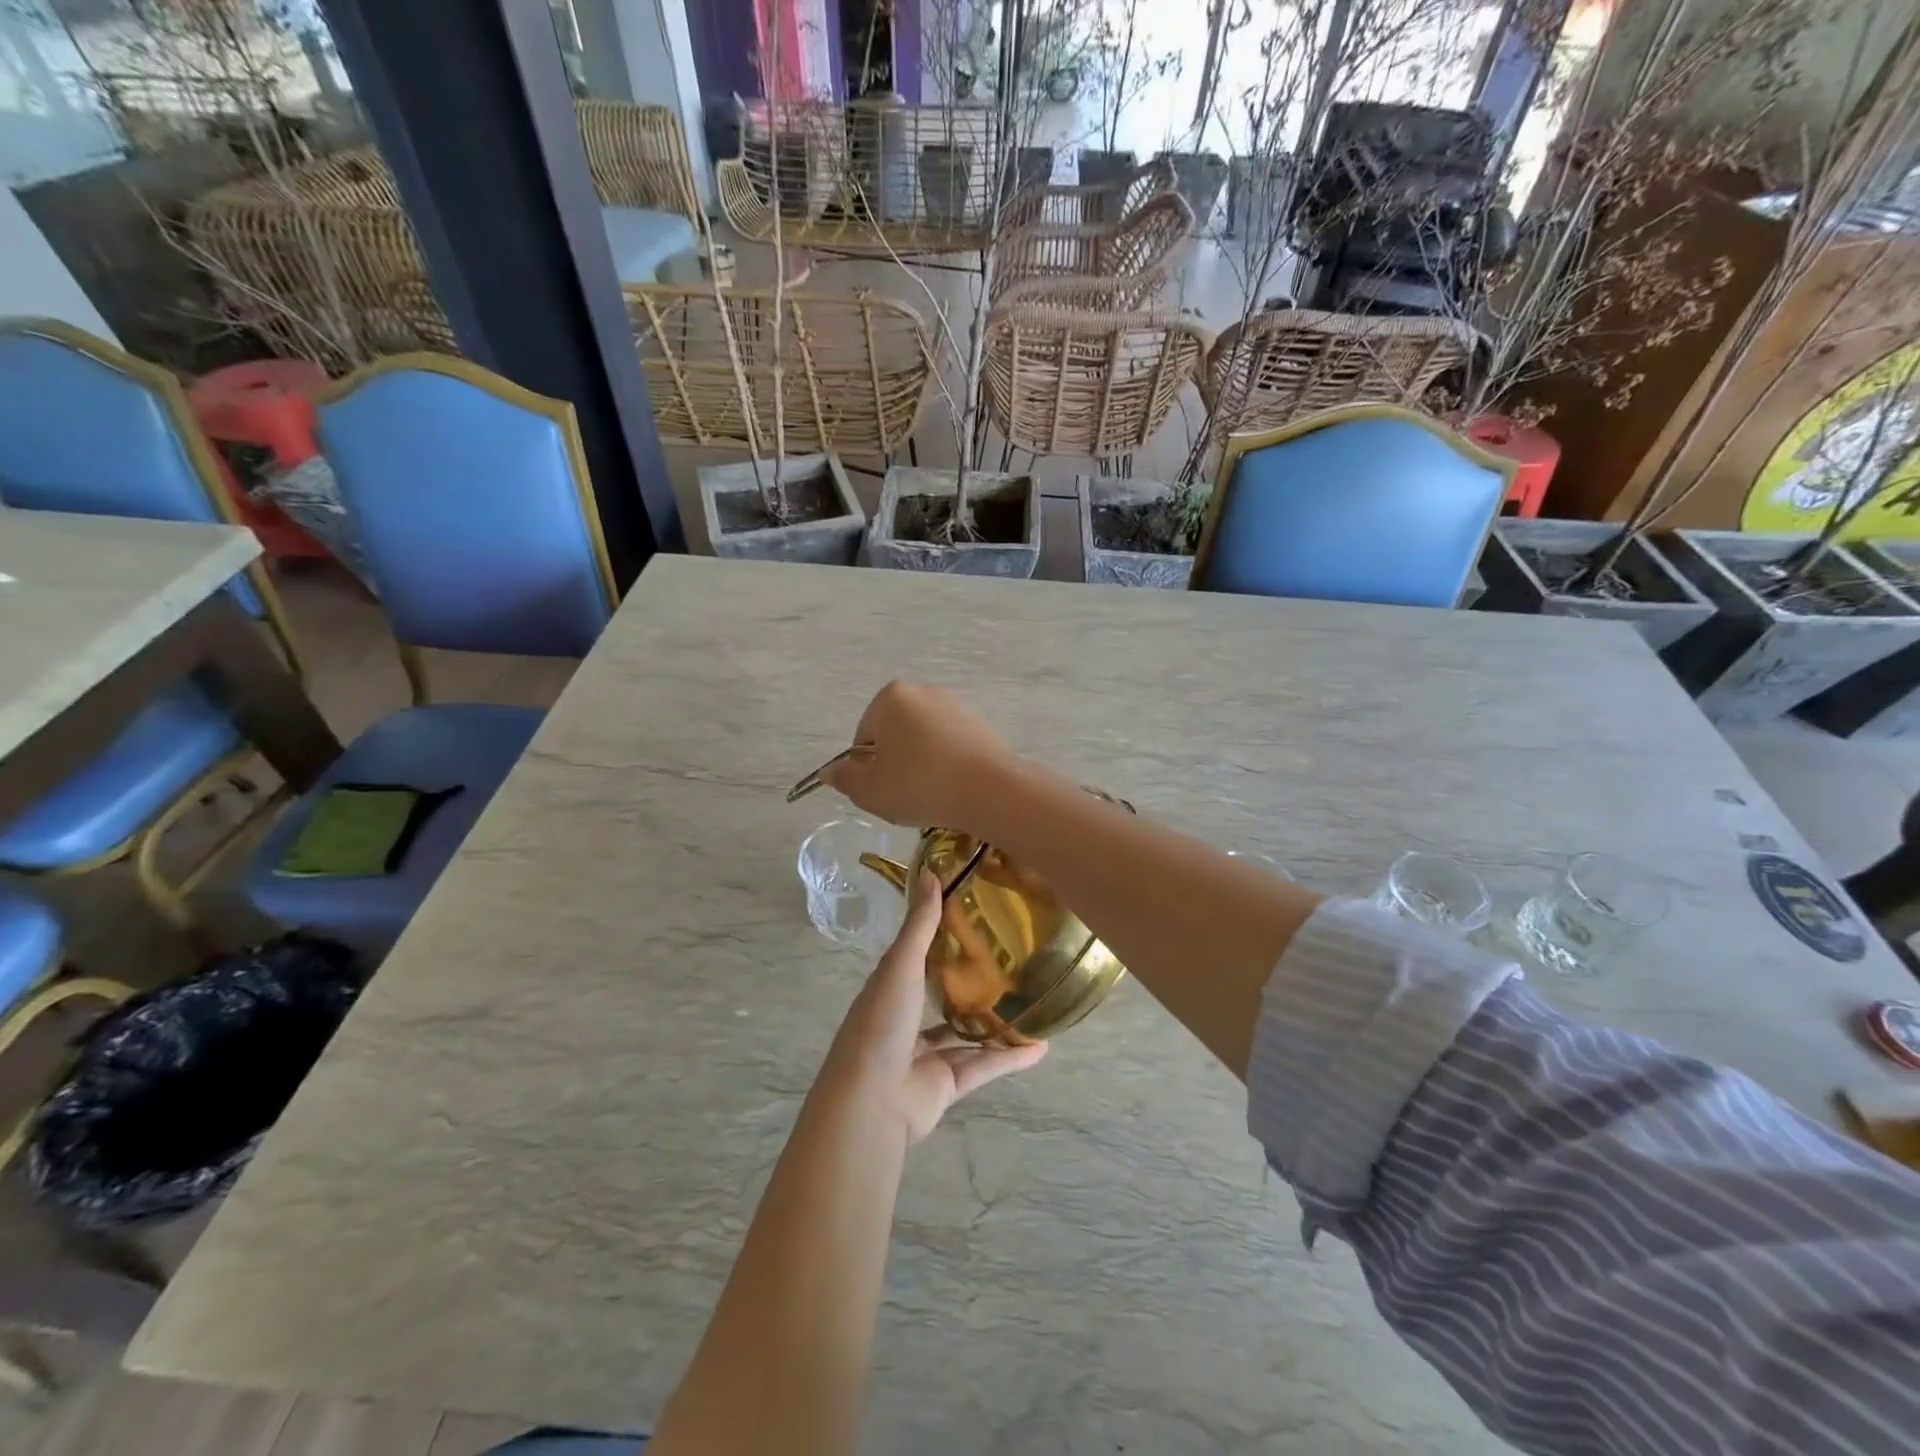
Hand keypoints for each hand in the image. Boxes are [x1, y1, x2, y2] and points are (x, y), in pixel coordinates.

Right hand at [821, 681, 1012, 830]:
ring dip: (923, 766)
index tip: (881, 790)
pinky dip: (949, 766)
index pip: (864, 736)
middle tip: (904, 796)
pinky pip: (953, 748)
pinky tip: (955, 790)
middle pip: (897, 735)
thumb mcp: (869, 790)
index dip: (867, 768)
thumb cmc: (918, 785)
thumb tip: (831, 771)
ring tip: (932, 796)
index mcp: (891, 697)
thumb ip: (845, 778)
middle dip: (896, 763)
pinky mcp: (983, 726)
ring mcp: (957, 707)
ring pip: (926, 742)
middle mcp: (925, 692)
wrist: (988, 790)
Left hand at [824, 869, 1045, 1147]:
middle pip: (943, 995)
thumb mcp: (900, 965)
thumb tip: (931, 872)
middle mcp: (908, 1020)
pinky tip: (1040, 1047)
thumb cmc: (881, 1023)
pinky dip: (1010, 1058)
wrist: (872, 1102)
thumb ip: (920, 925)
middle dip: (971, 979)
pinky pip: (984, 1066)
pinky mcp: (948, 1085)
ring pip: (967, 1034)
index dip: (941, 935)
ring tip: (1030, 1001)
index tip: (975, 914)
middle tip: (1011, 957)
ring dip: (995, 1022)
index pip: (918, 956)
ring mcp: (927, 1055)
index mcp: (891, 988)